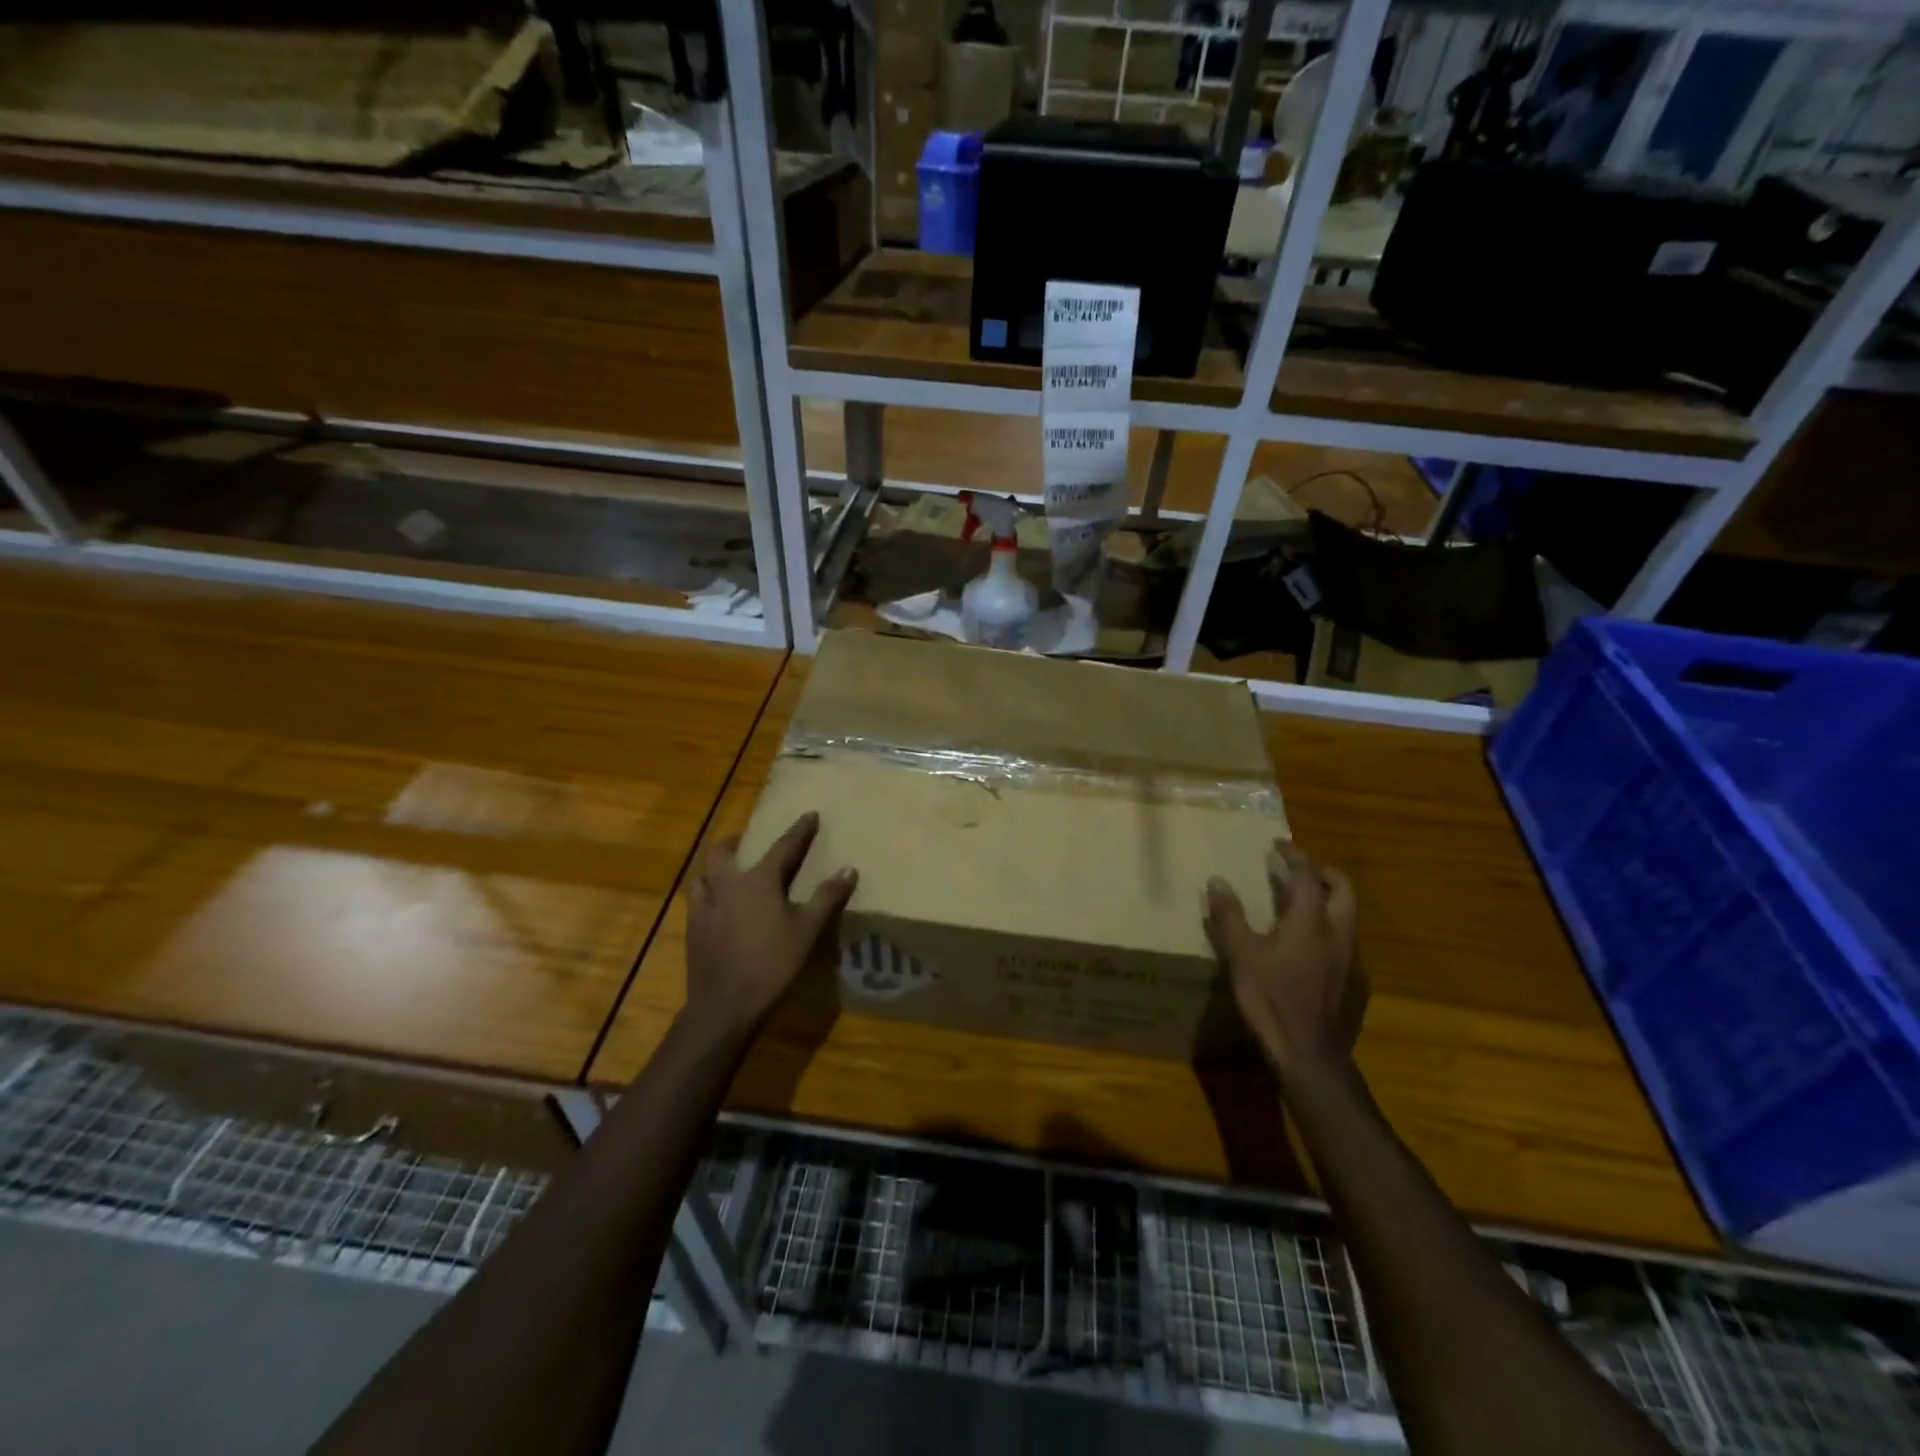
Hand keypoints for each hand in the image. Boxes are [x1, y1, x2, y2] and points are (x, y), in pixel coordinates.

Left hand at [685, 811, 856, 1041]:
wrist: (724, 1004)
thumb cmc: (771, 963)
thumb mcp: (807, 930)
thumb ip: (826, 897)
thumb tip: (849, 869)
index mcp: (758, 881)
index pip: (783, 847)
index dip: (799, 830)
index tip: (809, 814)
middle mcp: (726, 885)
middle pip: (722, 852)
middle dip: (736, 842)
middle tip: (746, 843)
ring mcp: (704, 907)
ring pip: (702, 876)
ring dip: (715, 870)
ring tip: (727, 876)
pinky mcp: (692, 929)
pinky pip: (696, 901)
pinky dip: (707, 896)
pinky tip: (717, 909)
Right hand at [1204, 840, 1364, 1082]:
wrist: (1310, 1055)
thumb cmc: (1271, 999)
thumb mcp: (1241, 955)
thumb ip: (1230, 916)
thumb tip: (1217, 881)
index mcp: (1310, 921)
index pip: (1307, 875)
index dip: (1294, 855)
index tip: (1279, 845)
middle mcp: (1338, 933)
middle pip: (1342, 889)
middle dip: (1323, 872)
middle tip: (1299, 868)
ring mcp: (1351, 959)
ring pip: (1348, 916)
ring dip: (1329, 901)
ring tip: (1302, 904)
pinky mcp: (1355, 983)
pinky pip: (1346, 943)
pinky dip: (1330, 930)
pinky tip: (1311, 948)